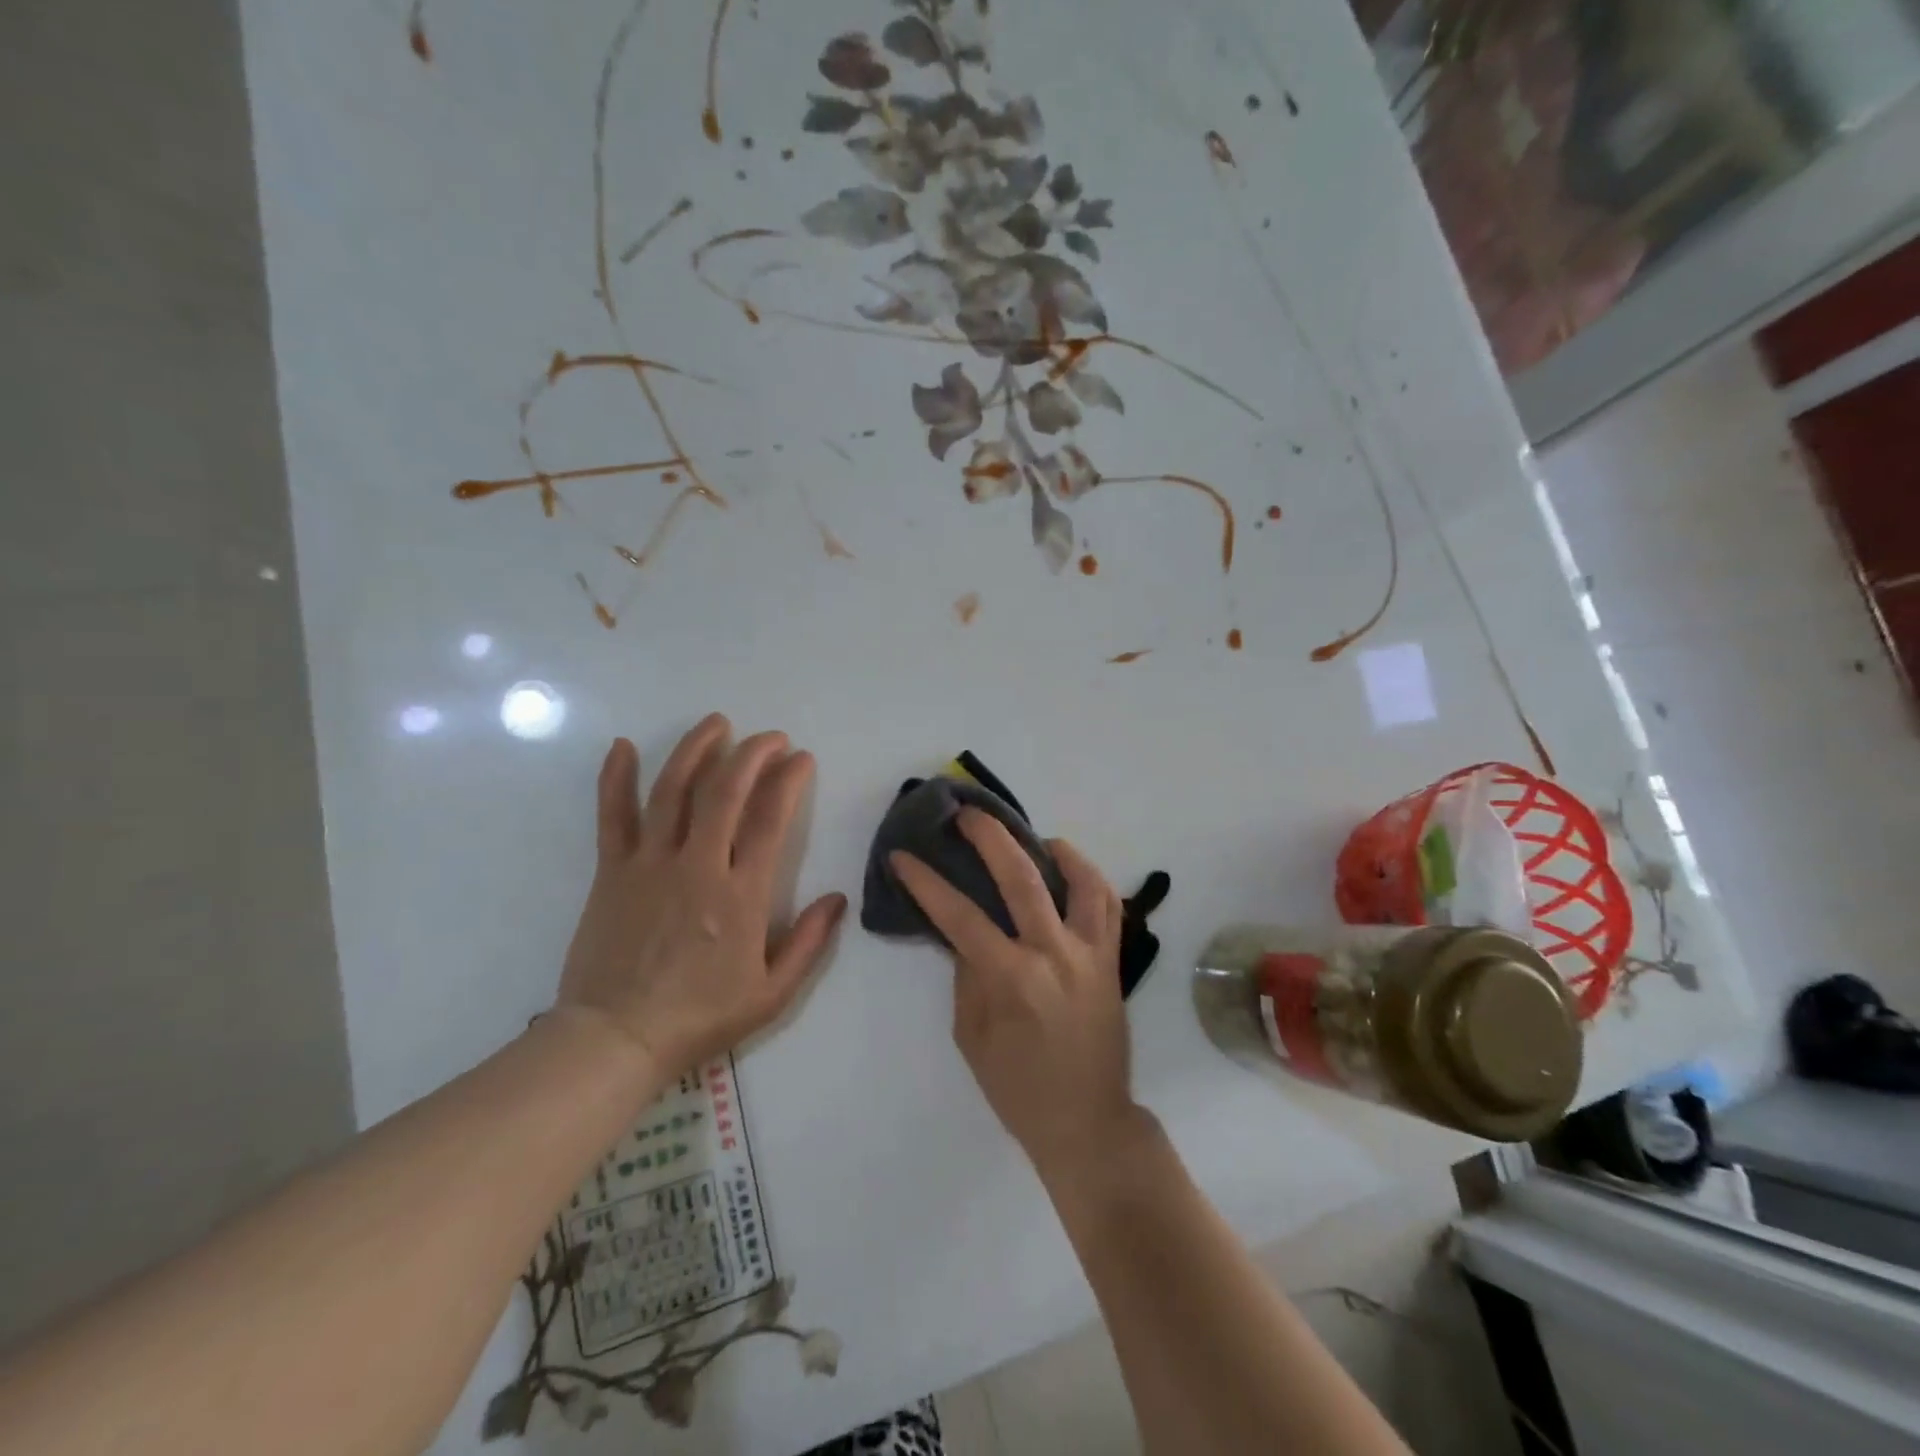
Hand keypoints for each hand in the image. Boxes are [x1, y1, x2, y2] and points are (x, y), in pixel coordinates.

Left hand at [558, 714, 846, 1079]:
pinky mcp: (612, 871)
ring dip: (696, 750)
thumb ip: (809, 943)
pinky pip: (613, 816)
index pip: (771, 820)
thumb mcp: (771, 994)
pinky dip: (615, 778)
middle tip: (770, 737)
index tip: (801, 759)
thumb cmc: (700, 1018)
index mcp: (741, 895)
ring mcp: (650, 864)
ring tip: (716, 723)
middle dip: (752, 754)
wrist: (616, 1039)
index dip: (788, 781)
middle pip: (726, 792)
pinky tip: (622, 745)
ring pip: (673, 791)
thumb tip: (837, 898)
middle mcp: (698, 866)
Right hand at [891, 810, 1143, 1181]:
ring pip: (1081, 881)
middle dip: (990, 838)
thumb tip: (966, 934)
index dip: (927, 882)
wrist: (1087, 1122)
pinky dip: (1090, 879)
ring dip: (1055, 850)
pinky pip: (1108, 906)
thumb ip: (968, 976)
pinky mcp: (1112, 960)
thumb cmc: (1019, 1089)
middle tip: (967, 814)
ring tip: (1034, 838)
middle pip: (1022, 878)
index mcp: (1012, 978)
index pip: (960, 916)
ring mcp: (1090, 954)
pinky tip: (1070, 871)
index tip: (903, 856)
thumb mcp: (973, 1038)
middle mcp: (1055, 954)